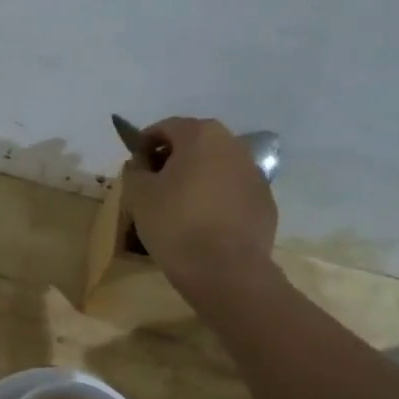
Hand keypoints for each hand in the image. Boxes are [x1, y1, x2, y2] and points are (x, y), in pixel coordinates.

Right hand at [122, 116, 278, 296]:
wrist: (226, 271)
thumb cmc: (175, 223)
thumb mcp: (138, 194)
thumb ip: (135, 170)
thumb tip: (141, 163)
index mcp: (202, 135)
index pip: (166, 128)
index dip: (144, 144)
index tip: (133, 166)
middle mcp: (234, 146)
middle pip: (195, 145)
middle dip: (172, 160)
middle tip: (153, 186)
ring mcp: (255, 175)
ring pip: (216, 169)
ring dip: (196, 179)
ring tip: (177, 207)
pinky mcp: (265, 204)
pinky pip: (233, 193)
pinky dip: (216, 200)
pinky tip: (202, 225)